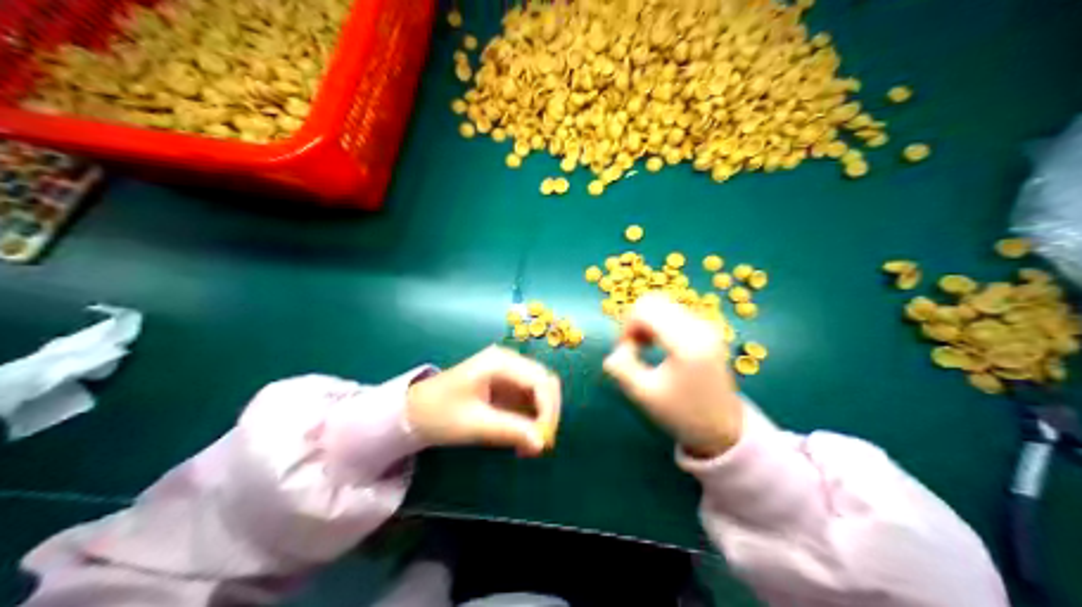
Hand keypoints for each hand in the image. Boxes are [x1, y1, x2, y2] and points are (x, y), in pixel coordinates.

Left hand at [402, 347, 556, 455]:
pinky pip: (529, 400)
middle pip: (545, 384)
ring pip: (540, 393)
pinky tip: (522, 439)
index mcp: (501, 362)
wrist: (410, 412)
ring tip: (529, 447)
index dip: (548, 411)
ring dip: (541, 419)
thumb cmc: (438, 414)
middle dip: (548, 415)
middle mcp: (509, 361)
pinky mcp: (505, 385)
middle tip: (540, 445)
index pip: (541, 382)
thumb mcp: (474, 424)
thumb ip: (510, 431)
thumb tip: (542, 444)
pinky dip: (531, 419)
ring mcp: (508, 372)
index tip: (543, 441)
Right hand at [599, 292, 744, 455]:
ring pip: (665, 304)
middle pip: (654, 301)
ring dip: (648, 322)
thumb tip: (616, 350)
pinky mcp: (709, 330)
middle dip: (636, 321)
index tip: (625, 352)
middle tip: (633, 349)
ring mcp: (707, 326)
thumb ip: (622, 369)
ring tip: (645, 349)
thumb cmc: (681, 414)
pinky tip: (660, 347)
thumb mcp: (644, 395)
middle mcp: (700, 326)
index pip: (645, 309)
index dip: (626, 326)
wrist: (721, 428)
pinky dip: (660, 324)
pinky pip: (676, 313)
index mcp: (686, 342)